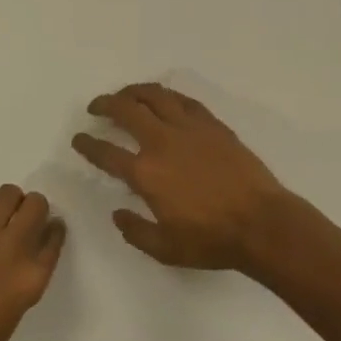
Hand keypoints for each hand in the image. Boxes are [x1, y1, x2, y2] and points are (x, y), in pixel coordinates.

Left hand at [0, 185, 65, 340]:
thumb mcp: (10, 317)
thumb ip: (20, 283)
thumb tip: (17, 265)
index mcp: (31, 278)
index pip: (53, 237)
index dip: (52, 230)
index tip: (48, 228)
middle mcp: (14, 248)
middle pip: (36, 204)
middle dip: (33, 207)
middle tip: (24, 219)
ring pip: (9, 194)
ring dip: (10, 202)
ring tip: (1, 219)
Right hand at [73, 82, 300, 270]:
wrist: (262, 223)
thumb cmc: (212, 240)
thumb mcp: (166, 249)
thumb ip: (136, 231)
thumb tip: (118, 213)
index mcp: (146, 173)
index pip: (106, 152)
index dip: (88, 144)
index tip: (79, 139)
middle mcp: (162, 142)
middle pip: (126, 110)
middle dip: (105, 104)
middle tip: (96, 107)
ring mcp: (189, 128)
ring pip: (154, 96)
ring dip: (134, 91)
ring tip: (125, 95)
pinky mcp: (212, 124)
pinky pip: (183, 100)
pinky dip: (167, 96)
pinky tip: (163, 100)